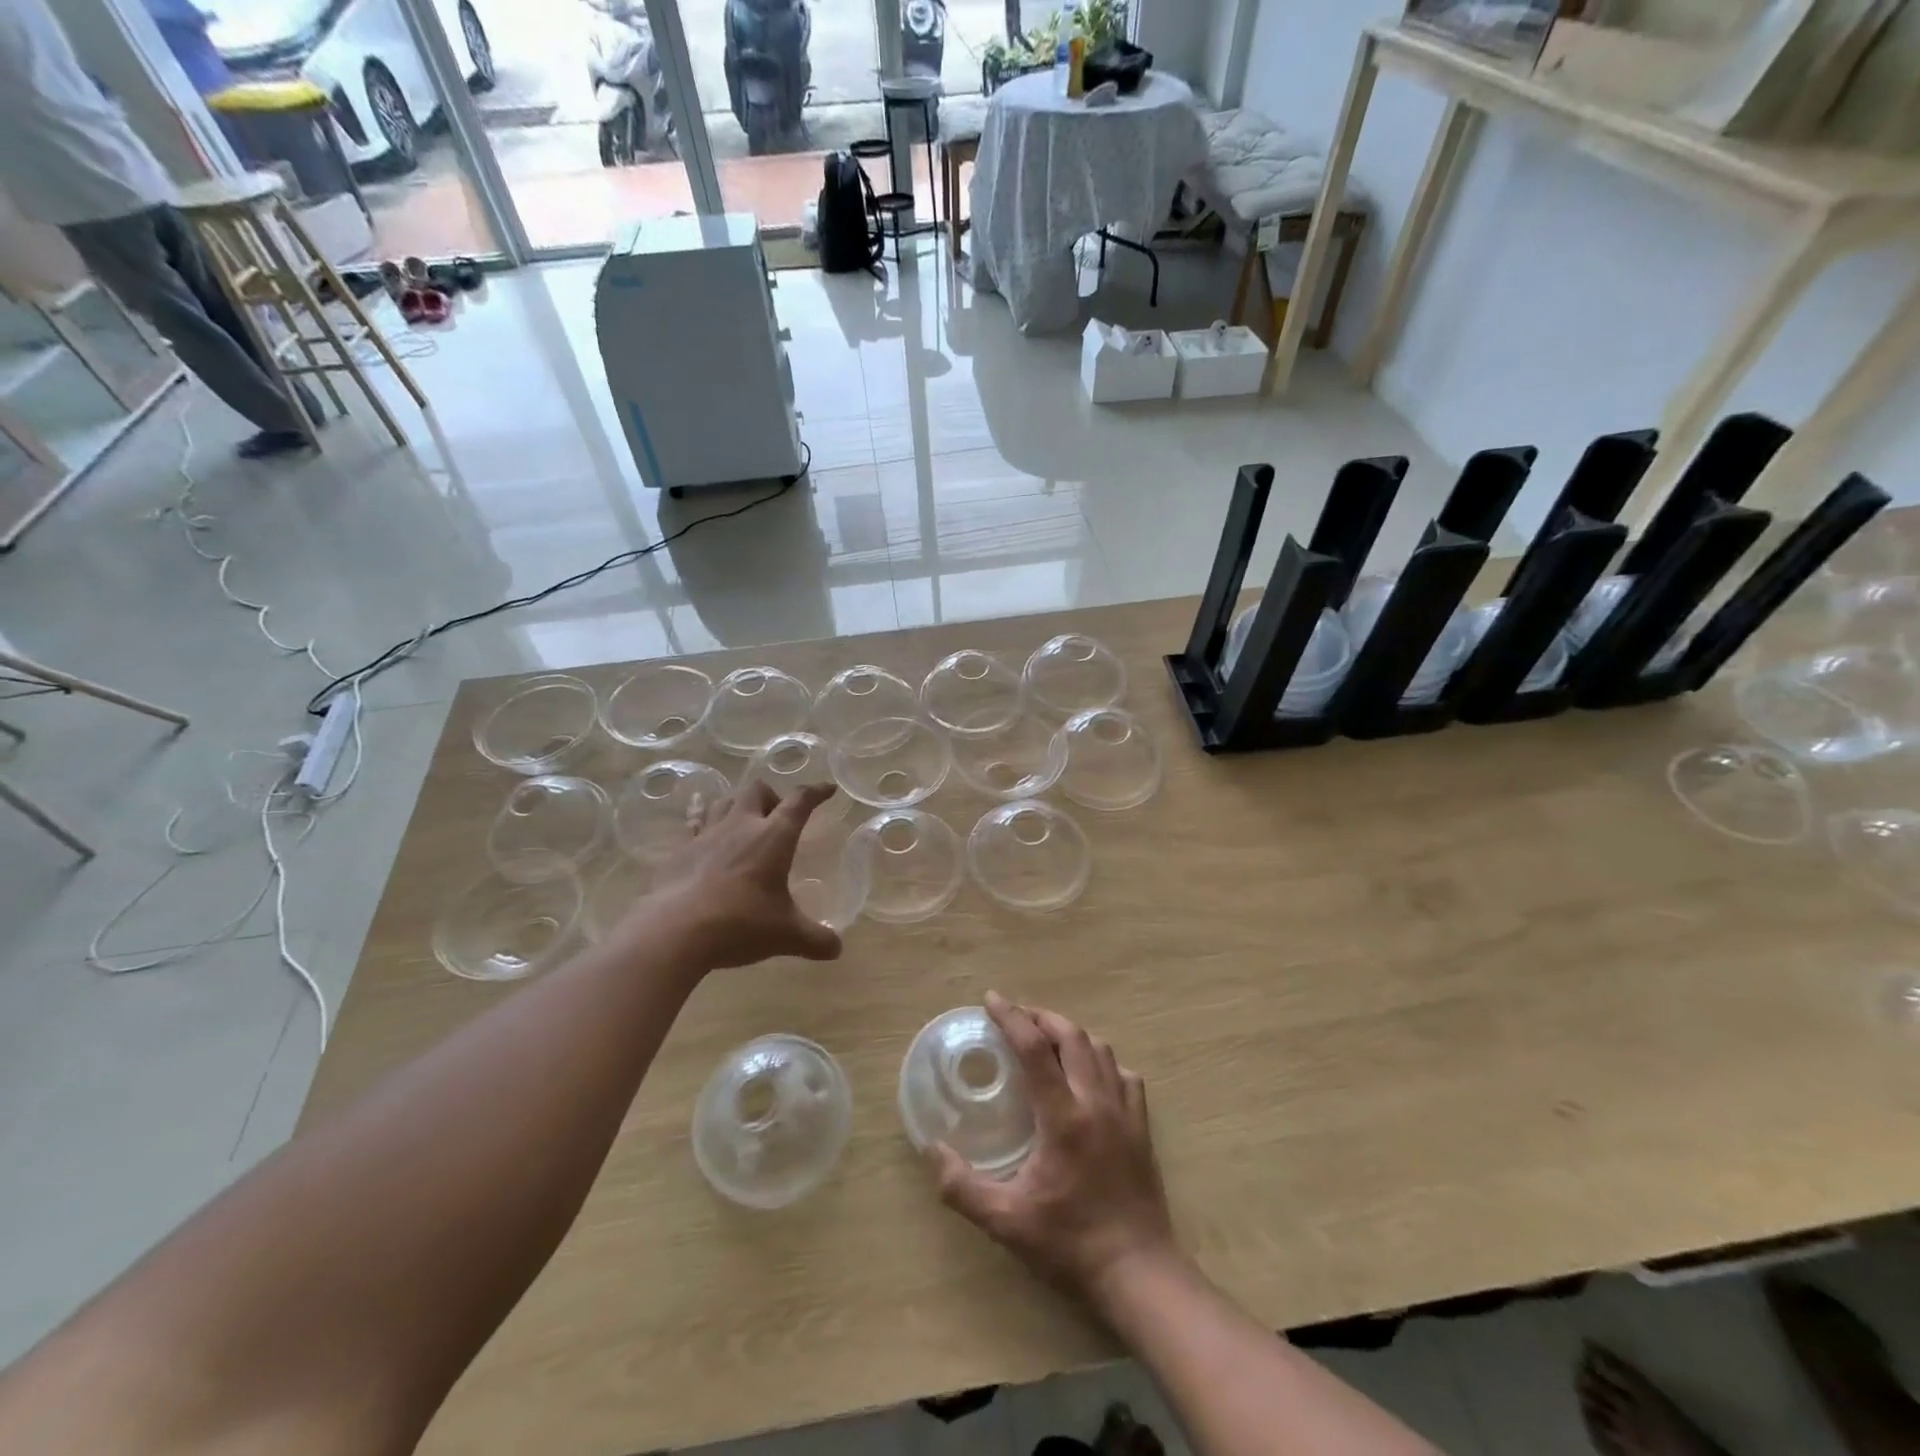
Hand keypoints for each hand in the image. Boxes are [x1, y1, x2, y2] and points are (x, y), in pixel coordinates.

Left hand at [634, 781, 842, 970]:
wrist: (674, 932)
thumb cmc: (740, 924)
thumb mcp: (786, 935)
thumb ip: (816, 939)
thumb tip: (837, 949)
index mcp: (773, 837)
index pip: (799, 802)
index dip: (816, 792)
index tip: (828, 789)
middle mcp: (741, 826)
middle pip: (756, 790)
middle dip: (771, 797)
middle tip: (776, 820)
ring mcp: (706, 836)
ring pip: (723, 801)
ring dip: (737, 805)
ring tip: (743, 823)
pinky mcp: (680, 851)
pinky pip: (694, 824)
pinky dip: (701, 820)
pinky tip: (700, 827)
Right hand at [930, 993, 1176, 1310]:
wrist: (1139, 1274)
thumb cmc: (1070, 1244)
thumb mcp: (1006, 1222)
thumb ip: (963, 1187)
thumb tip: (932, 1150)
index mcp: (1063, 1116)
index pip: (1034, 1047)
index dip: (1011, 1017)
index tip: (990, 999)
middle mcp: (1096, 1101)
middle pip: (1072, 1035)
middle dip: (1041, 1016)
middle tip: (1016, 1017)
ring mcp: (1125, 1112)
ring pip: (1101, 1049)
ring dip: (1072, 1034)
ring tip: (1048, 1040)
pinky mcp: (1142, 1128)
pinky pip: (1125, 1076)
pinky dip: (1104, 1063)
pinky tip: (1091, 1077)